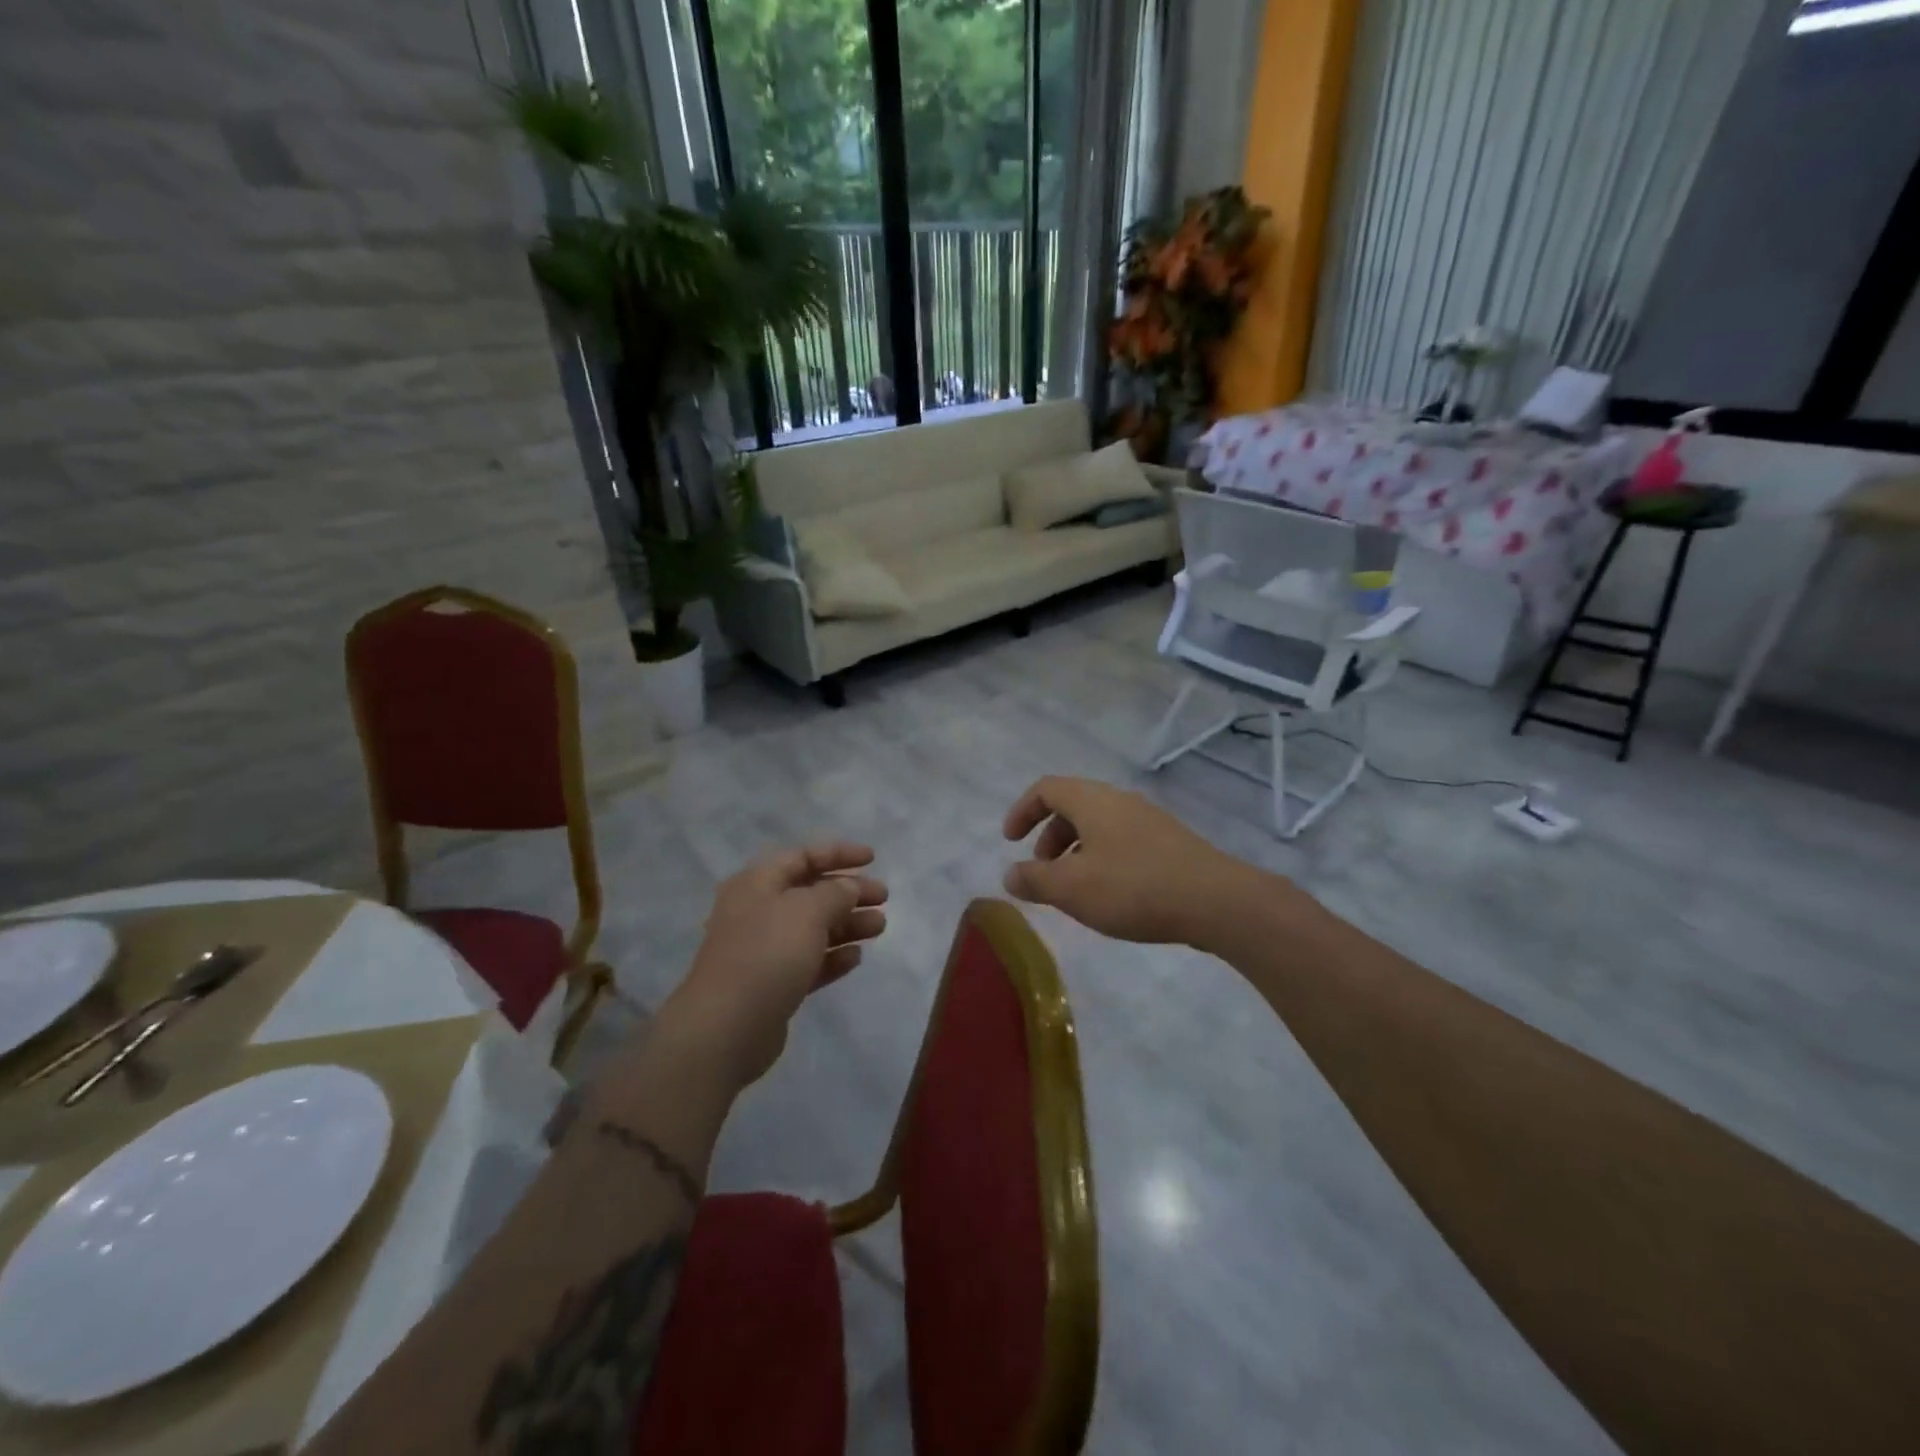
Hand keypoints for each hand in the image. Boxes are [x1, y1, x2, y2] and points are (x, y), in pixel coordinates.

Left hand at [653, 843, 888, 1089]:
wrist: (726, 1029)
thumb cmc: (766, 955)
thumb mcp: (807, 911)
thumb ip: (835, 892)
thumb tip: (848, 887)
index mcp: (757, 884)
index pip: (802, 856)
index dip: (838, 853)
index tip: (873, 859)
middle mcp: (758, 911)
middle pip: (811, 893)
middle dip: (849, 892)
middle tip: (883, 897)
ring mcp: (764, 950)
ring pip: (814, 929)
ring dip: (848, 924)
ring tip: (880, 927)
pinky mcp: (773, 985)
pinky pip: (809, 962)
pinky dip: (833, 956)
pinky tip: (856, 957)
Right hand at [1002, 776, 1267, 947]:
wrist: (1216, 901)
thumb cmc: (1133, 887)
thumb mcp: (1072, 888)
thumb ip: (1034, 880)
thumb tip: (1010, 874)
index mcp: (1092, 801)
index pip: (1045, 788)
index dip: (1022, 811)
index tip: (1010, 841)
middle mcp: (1119, 800)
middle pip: (1072, 805)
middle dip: (1049, 836)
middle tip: (1042, 871)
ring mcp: (1148, 819)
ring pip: (1098, 825)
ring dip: (1075, 851)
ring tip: (1074, 889)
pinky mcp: (1169, 842)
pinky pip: (1121, 839)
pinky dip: (1101, 858)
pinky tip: (1110, 895)